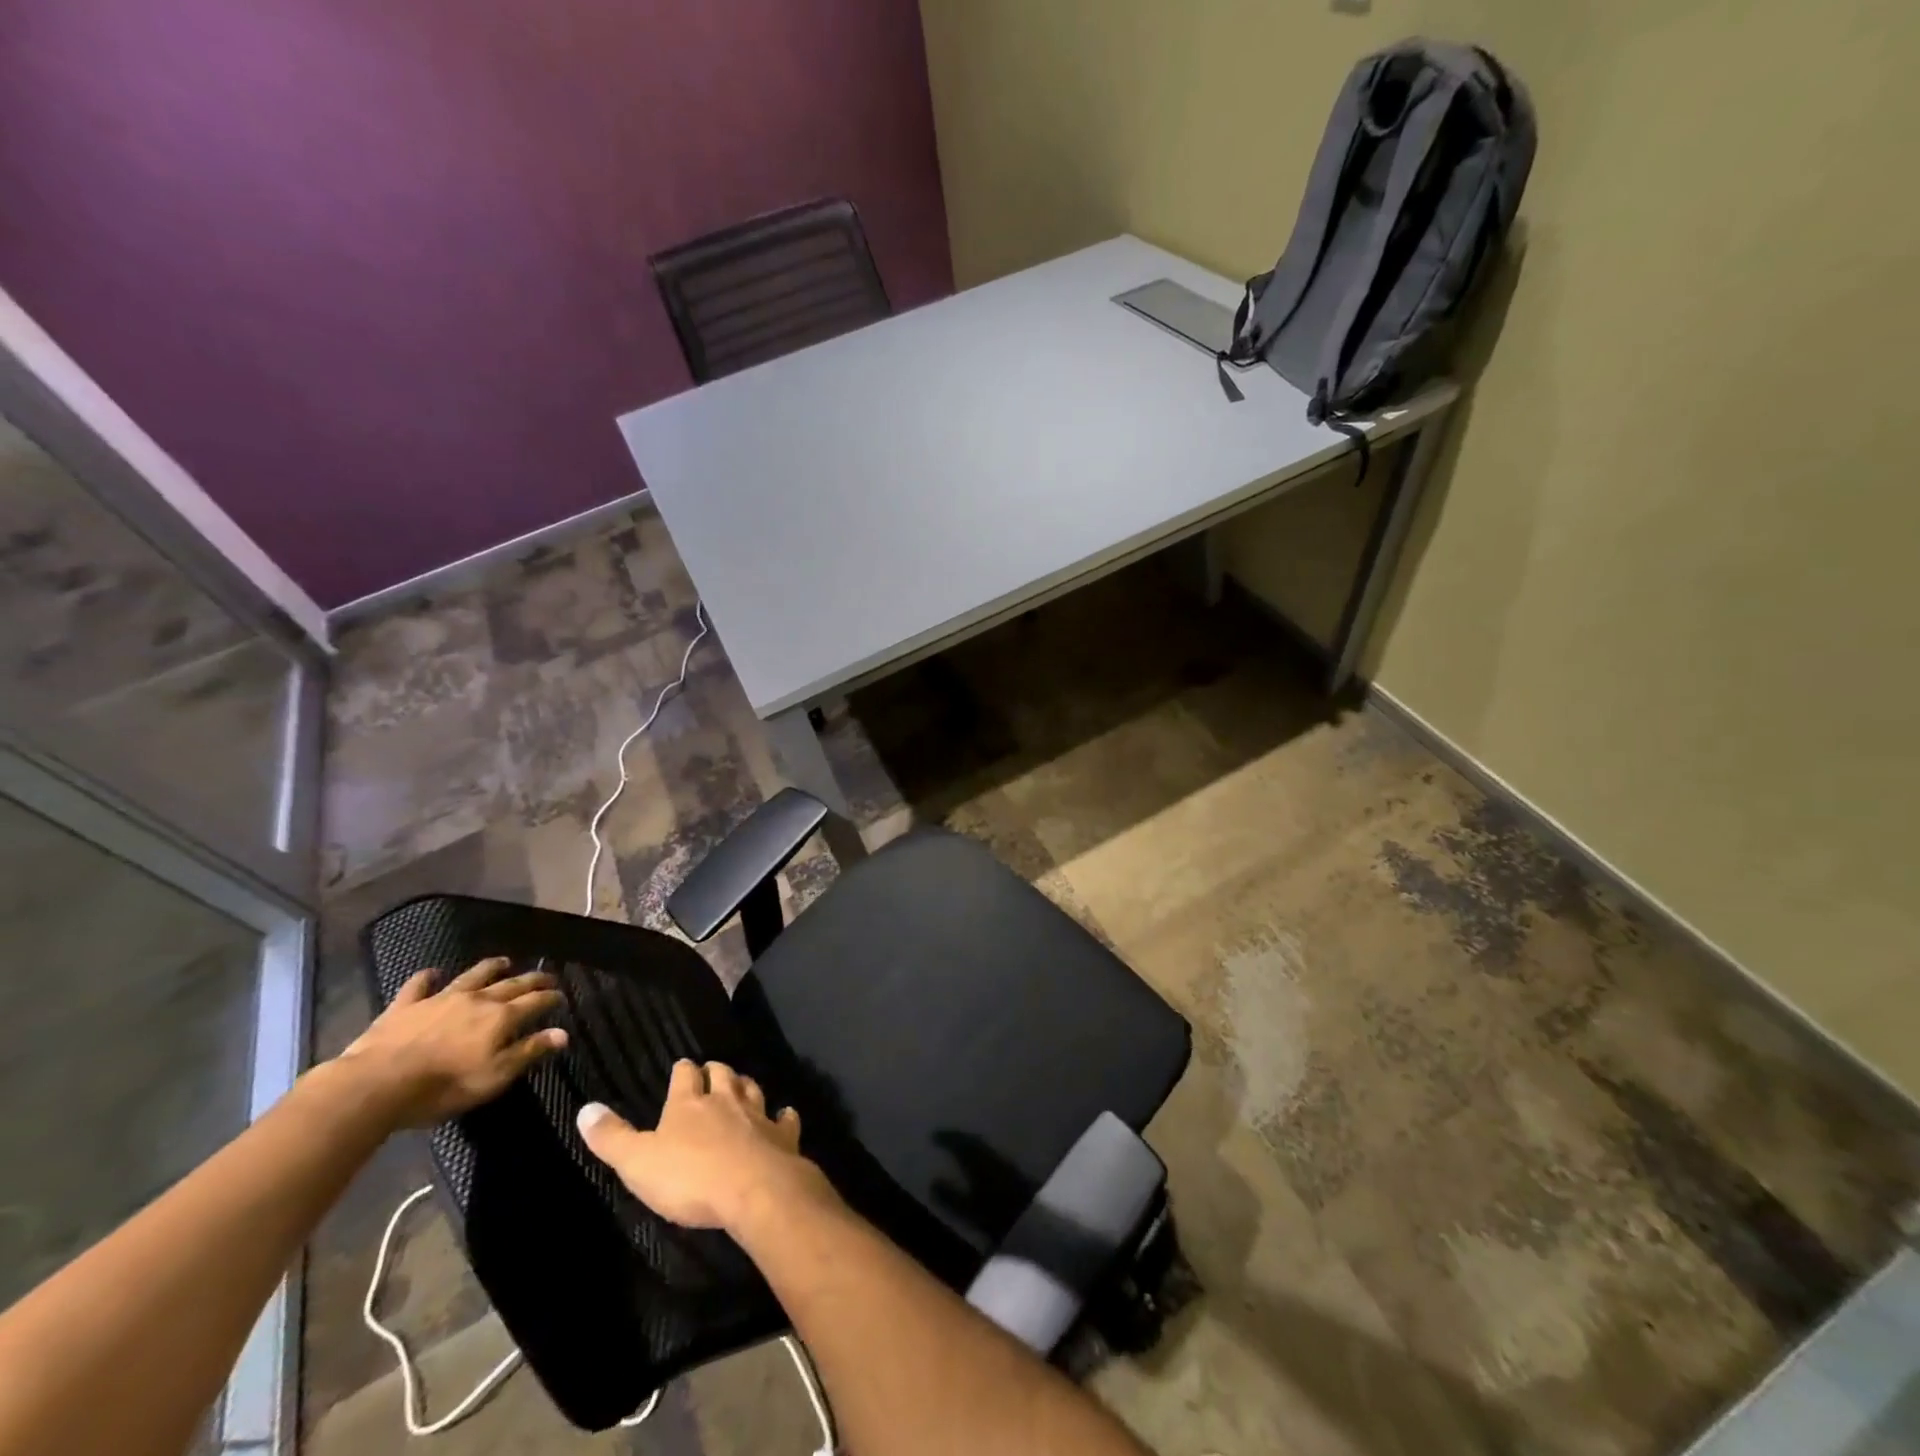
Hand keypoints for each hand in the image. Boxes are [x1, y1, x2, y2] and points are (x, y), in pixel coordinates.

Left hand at [337, 957, 567, 1127]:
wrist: (377, 1084)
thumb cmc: (443, 1086)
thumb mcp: (494, 1077)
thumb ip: (529, 1051)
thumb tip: (563, 1033)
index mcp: (500, 1017)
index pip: (535, 1002)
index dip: (551, 998)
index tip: (561, 996)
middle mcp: (477, 1000)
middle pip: (511, 984)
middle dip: (532, 979)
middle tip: (546, 976)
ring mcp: (440, 999)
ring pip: (473, 976)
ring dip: (491, 967)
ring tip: (504, 961)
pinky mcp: (407, 1005)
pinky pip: (420, 985)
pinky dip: (429, 977)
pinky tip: (433, 973)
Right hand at [576, 1060, 834, 1233]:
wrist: (753, 1189)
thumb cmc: (690, 1178)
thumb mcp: (637, 1163)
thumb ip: (612, 1137)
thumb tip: (585, 1109)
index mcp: (689, 1104)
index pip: (685, 1075)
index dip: (682, 1070)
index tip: (681, 1067)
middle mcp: (726, 1100)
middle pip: (723, 1074)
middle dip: (716, 1071)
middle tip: (712, 1071)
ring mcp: (758, 1115)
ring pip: (752, 1089)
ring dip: (746, 1085)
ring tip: (742, 1084)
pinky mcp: (782, 1135)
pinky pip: (785, 1119)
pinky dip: (784, 1115)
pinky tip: (785, 1114)